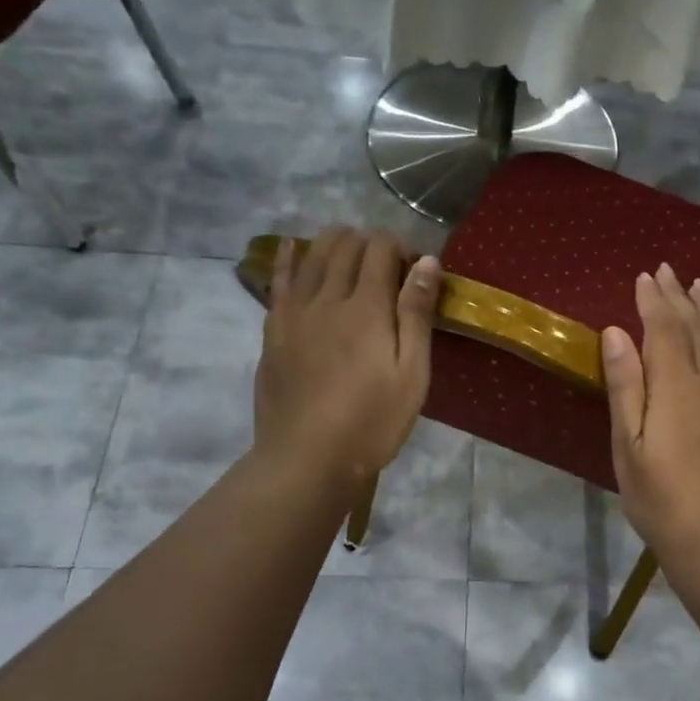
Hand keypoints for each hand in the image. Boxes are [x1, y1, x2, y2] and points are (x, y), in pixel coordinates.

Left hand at [254, 229, 440, 484]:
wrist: (306, 458)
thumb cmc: (372, 422)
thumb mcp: (411, 374)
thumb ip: (416, 315)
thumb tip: (426, 262)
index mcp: (366, 307)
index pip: (381, 249)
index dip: (401, 246)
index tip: (416, 270)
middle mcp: (327, 298)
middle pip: (346, 247)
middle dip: (371, 242)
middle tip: (389, 266)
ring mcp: (294, 313)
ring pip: (311, 256)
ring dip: (334, 242)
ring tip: (350, 245)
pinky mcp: (273, 331)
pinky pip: (278, 281)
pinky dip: (286, 258)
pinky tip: (290, 246)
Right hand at [602, 262, 699, 563]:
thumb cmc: (660, 497)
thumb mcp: (629, 445)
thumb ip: (626, 385)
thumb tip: (618, 332)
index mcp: (677, 385)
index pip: (665, 328)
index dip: (654, 301)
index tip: (645, 277)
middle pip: (697, 327)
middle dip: (680, 297)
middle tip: (669, 272)